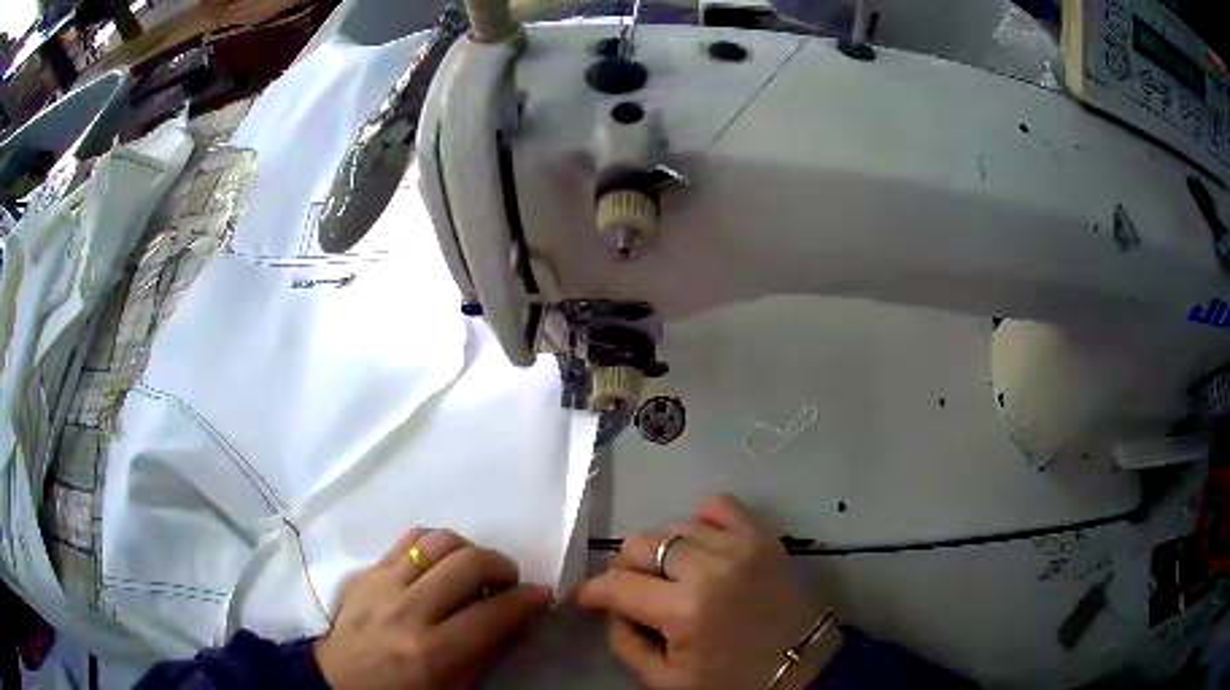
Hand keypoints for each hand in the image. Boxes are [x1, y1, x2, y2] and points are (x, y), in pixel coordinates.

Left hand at [314, 528, 550, 689]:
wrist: (341, 681)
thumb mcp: (455, 688)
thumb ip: (489, 651)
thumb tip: (519, 616)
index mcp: (432, 651)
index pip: (492, 613)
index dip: (527, 600)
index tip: (542, 594)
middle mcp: (408, 609)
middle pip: (468, 562)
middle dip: (502, 565)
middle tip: (508, 581)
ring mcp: (383, 584)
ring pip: (439, 540)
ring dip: (468, 550)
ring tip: (472, 570)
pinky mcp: (368, 570)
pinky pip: (409, 537)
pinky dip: (434, 545)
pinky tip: (439, 563)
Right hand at [577, 494, 842, 689]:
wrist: (803, 666)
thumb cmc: (732, 681)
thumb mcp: (665, 679)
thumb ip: (626, 642)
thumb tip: (613, 608)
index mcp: (683, 610)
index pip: (617, 584)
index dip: (593, 591)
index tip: (590, 598)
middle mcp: (708, 568)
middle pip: (640, 543)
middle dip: (626, 568)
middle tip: (637, 591)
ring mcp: (739, 545)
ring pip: (674, 526)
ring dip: (663, 551)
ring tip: (674, 575)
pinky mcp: (762, 536)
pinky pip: (718, 505)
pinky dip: (701, 522)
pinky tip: (702, 546)